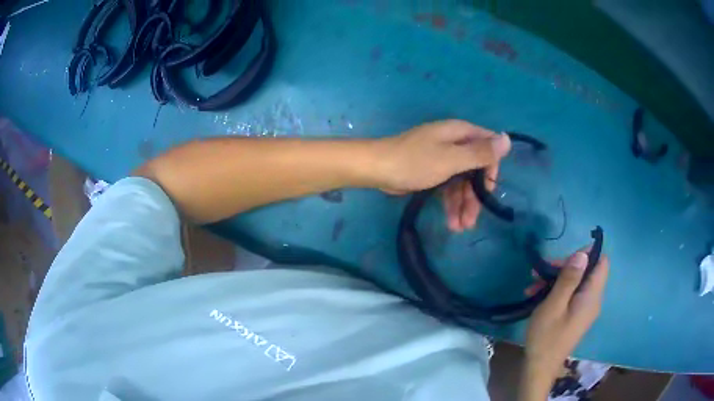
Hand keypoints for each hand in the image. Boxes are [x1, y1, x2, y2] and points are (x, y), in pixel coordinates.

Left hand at [376, 120, 510, 231]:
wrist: (377, 168)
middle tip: (472, 221)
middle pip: (475, 169)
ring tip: (460, 228)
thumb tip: (507, 139)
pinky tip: (451, 222)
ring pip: (461, 182)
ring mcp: (442, 158)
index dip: (492, 169)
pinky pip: (448, 187)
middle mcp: (454, 143)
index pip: (488, 147)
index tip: (489, 191)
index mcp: (460, 133)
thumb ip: (480, 152)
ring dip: (463, 205)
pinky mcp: (431, 172)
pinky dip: (450, 203)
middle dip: (475, 196)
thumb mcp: (452, 158)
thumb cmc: (415, 161)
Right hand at [520, 249, 608, 399]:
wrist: (539, 368)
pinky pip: (572, 295)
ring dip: (557, 279)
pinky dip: (557, 291)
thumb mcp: (554, 305)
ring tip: (533, 283)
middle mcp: (593, 300)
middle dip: (566, 266)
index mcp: (592, 296)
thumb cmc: (546, 336)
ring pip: (577, 283)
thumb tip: (582, 254)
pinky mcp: (576, 316)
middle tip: (542, 270)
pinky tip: (536, 295)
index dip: (587, 254)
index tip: (565, 257)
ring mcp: (585, 309)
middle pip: (587, 271)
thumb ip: (569, 278)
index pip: (602, 263)